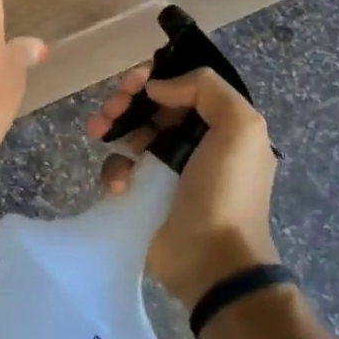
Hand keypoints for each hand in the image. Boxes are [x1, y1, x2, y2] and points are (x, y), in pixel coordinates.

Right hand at [87, 65, 278, 304]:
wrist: (211, 259)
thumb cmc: (226, 191)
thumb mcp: (241, 128)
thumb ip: (206, 89)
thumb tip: (159, 87)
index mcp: (220, 126)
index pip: (182, 88)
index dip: (155, 79)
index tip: (133, 83)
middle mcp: (193, 144)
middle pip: (151, 107)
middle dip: (126, 101)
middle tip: (110, 108)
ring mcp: (164, 170)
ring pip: (129, 133)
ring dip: (111, 127)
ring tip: (97, 131)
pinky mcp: (141, 195)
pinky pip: (119, 169)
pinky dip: (114, 169)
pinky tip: (118, 182)